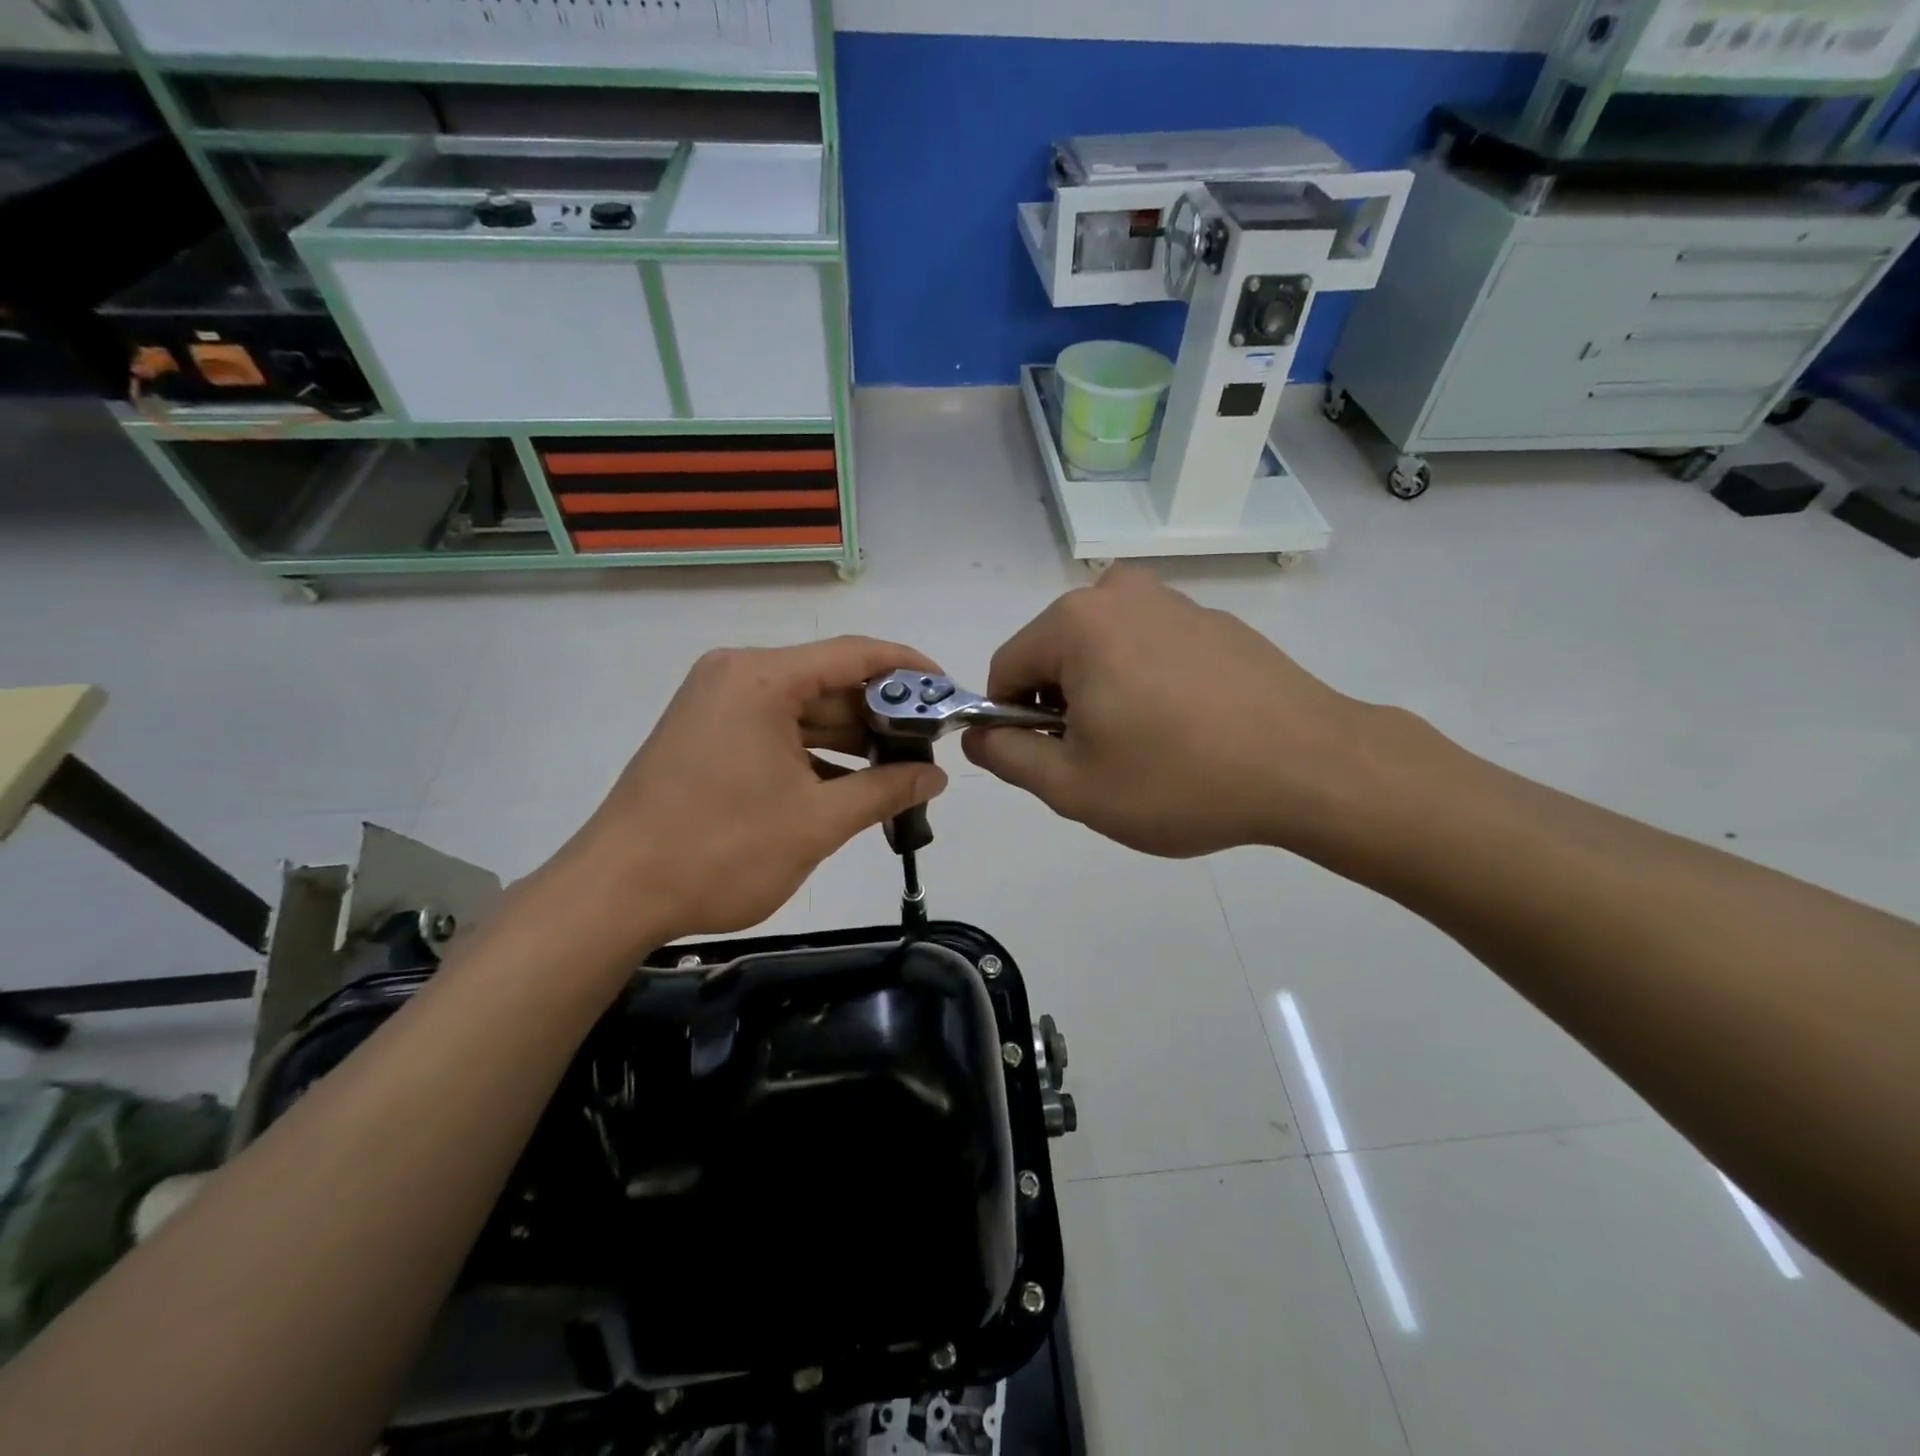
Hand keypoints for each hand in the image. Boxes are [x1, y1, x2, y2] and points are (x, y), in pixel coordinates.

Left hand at [551, 638, 948, 950]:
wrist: (616, 893)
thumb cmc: (722, 851)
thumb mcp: (817, 822)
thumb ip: (885, 791)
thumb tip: (936, 777)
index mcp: (762, 679)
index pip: (854, 655)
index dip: (909, 670)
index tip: (948, 693)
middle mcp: (737, 675)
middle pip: (828, 681)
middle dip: (881, 714)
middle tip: (929, 747)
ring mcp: (717, 703)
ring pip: (803, 709)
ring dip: (849, 739)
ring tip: (899, 770)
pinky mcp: (706, 733)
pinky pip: (776, 730)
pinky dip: (813, 753)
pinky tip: (850, 785)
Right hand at [962, 566, 1379, 858]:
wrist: (1312, 767)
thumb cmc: (1179, 779)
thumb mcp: (1074, 787)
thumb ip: (1007, 757)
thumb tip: (978, 735)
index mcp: (1076, 623)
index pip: (1006, 669)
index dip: (1013, 722)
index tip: (1052, 762)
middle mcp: (1119, 594)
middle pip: (1055, 656)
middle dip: (1062, 709)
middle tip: (1105, 762)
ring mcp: (1174, 602)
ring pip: (1103, 653)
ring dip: (1105, 697)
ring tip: (1150, 748)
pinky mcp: (1214, 620)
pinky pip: (1150, 650)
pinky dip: (1147, 685)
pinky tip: (1187, 729)